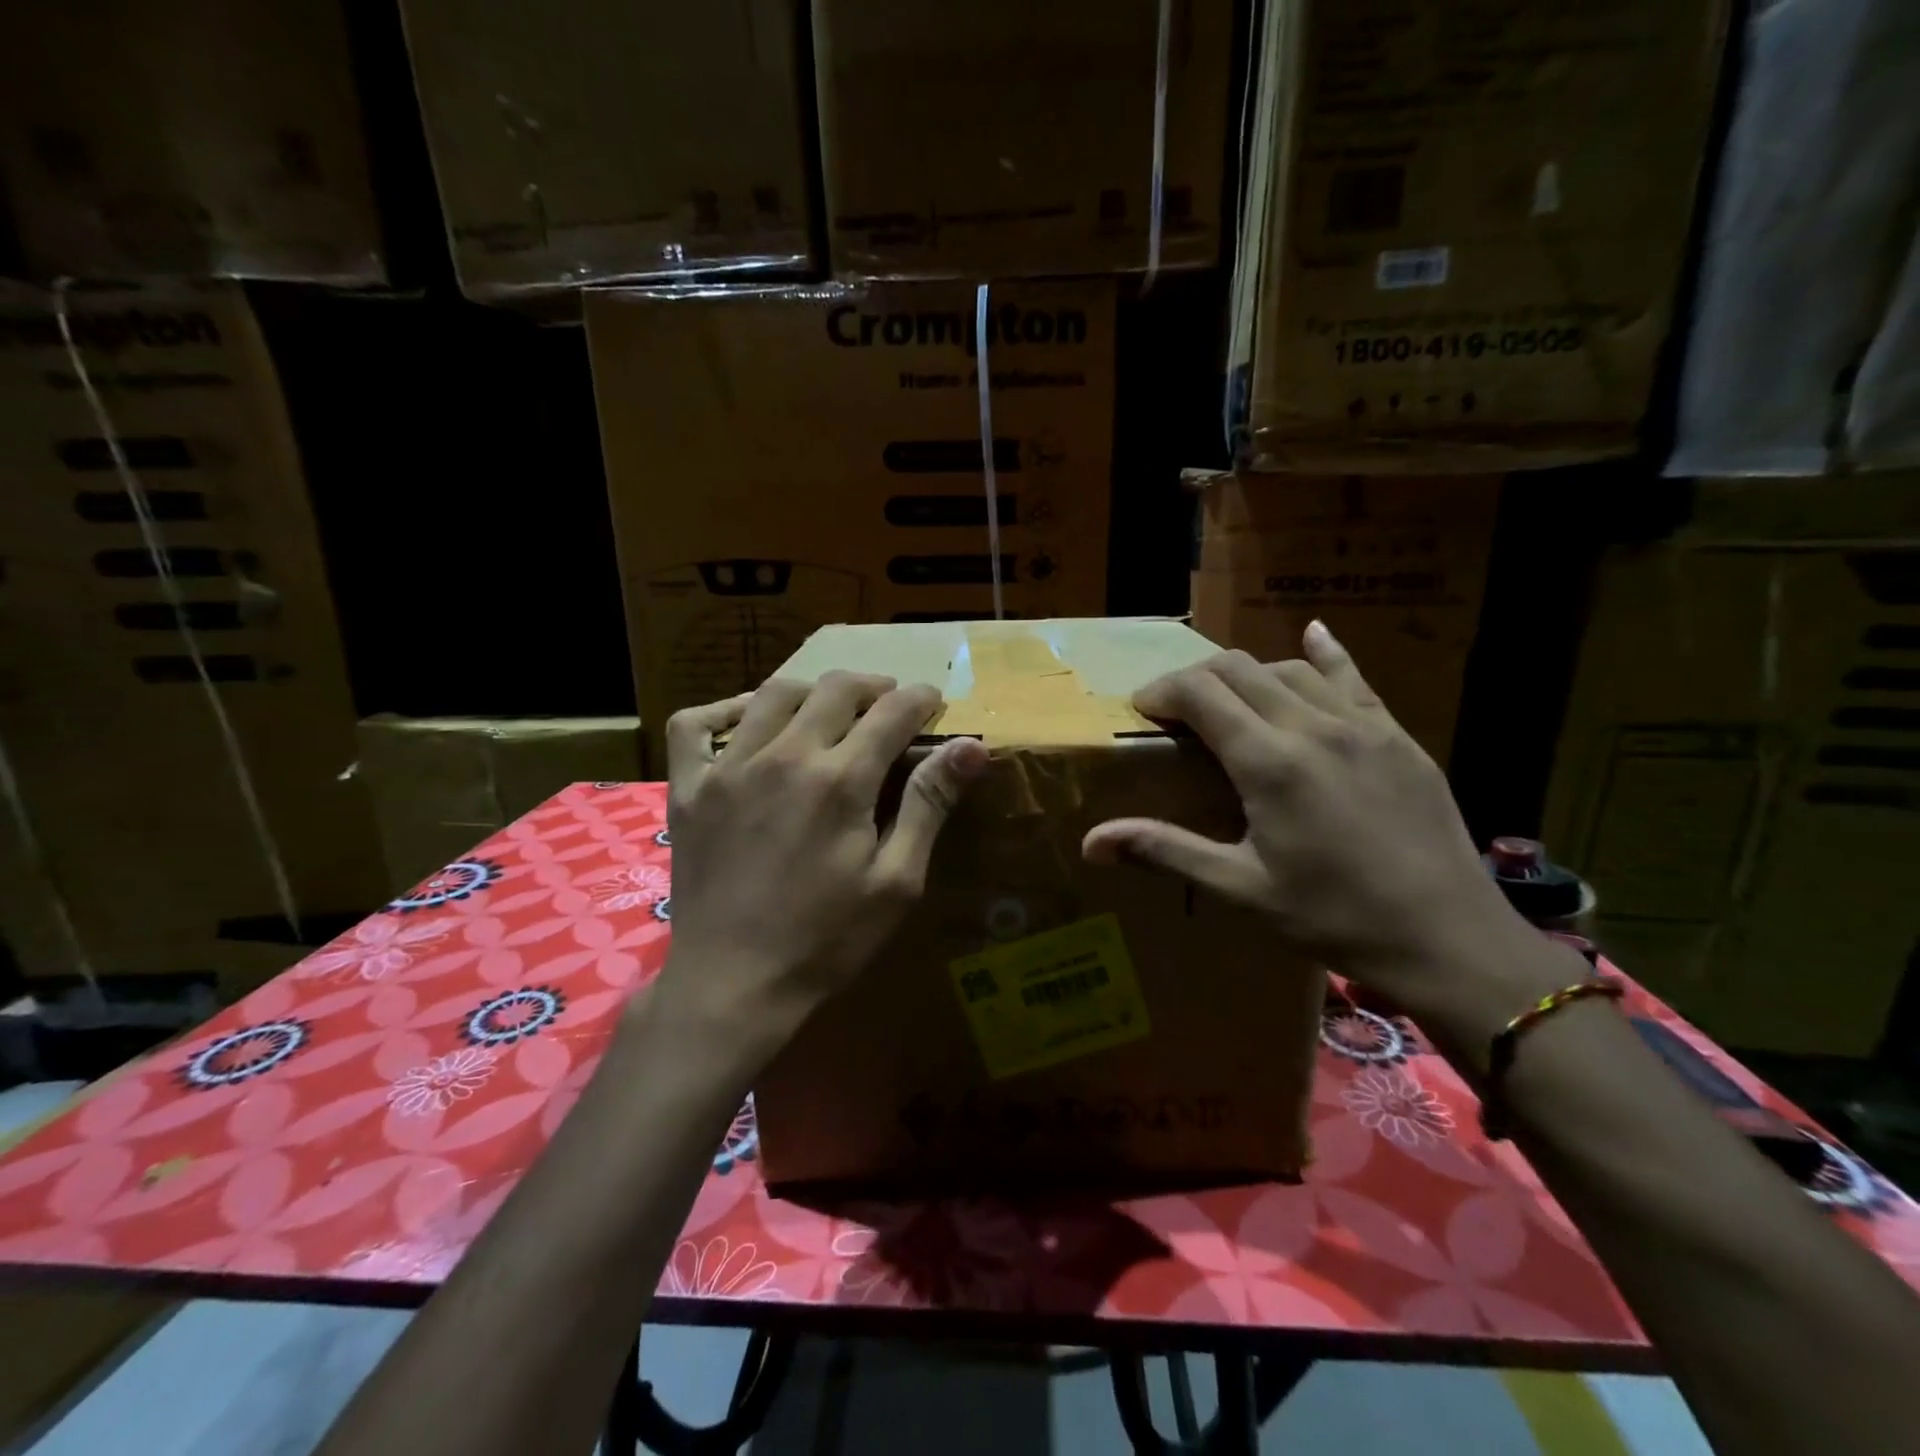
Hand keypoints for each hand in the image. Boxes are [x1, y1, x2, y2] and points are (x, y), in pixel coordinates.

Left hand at [650, 672, 988, 1059]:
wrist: (733, 985)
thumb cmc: (826, 940)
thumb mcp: (896, 881)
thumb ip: (929, 804)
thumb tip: (972, 747)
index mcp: (841, 780)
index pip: (892, 712)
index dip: (921, 698)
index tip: (933, 701)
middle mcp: (784, 756)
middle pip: (836, 689)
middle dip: (873, 687)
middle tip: (889, 704)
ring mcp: (728, 768)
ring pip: (774, 693)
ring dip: (813, 690)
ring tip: (830, 708)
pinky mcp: (688, 787)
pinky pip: (695, 724)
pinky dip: (724, 710)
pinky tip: (748, 722)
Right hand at [1082, 623, 1530, 1017]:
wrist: (1448, 938)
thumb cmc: (1333, 918)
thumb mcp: (1240, 888)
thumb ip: (1165, 849)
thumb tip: (1090, 842)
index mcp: (1268, 762)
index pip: (1200, 693)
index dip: (1162, 692)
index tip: (1142, 711)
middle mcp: (1311, 726)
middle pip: (1238, 669)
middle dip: (1195, 679)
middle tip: (1175, 711)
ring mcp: (1361, 725)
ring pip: (1288, 669)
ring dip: (1247, 675)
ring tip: (1229, 702)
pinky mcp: (1397, 735)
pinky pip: (1353, 677)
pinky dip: (1324, 654)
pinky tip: (1313, 635)